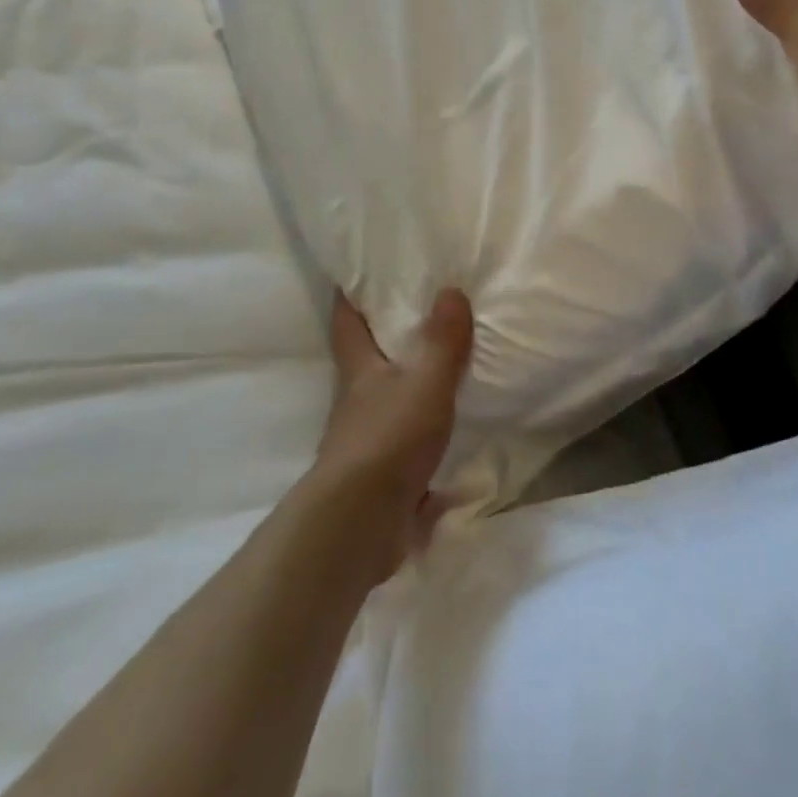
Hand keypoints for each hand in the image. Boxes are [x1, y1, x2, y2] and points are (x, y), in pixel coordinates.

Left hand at [313, 290, 473, 580]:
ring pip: (384, 402)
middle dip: (382, 340)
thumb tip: (451, 289)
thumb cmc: (389, 439)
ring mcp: (364, 441)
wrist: (360, 524)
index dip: (349, 295)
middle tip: (416, 313)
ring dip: (405, 388)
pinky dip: (421, 437)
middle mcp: (356, 402)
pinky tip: (448, 436)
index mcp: (360, 371)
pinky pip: (403, 445)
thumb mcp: (426, 383)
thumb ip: (442, 341)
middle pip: (364, 362)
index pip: (346, 322)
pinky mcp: (379, 476)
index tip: (354, 272)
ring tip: (439, 370)